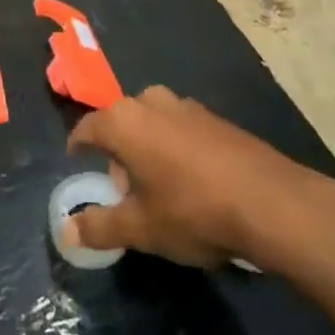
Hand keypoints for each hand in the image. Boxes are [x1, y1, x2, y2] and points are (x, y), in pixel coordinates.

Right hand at [65, 86, 334, 268]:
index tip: (77, 161)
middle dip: (118, 152)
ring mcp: (187, 106)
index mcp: (125, 121)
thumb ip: (99, 227)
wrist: (270, 201)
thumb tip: (65, 232)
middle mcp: (152, 101)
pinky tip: (191, 182)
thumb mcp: (141, 228)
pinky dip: (175, 147)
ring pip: (153, 122)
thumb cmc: (192, 211)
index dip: (80, 146)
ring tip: (158, 188)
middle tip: (123, 189)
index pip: (89, 127)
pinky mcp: (216, 118)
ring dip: (148, 148)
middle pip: (122, 123)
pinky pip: (181, 128)